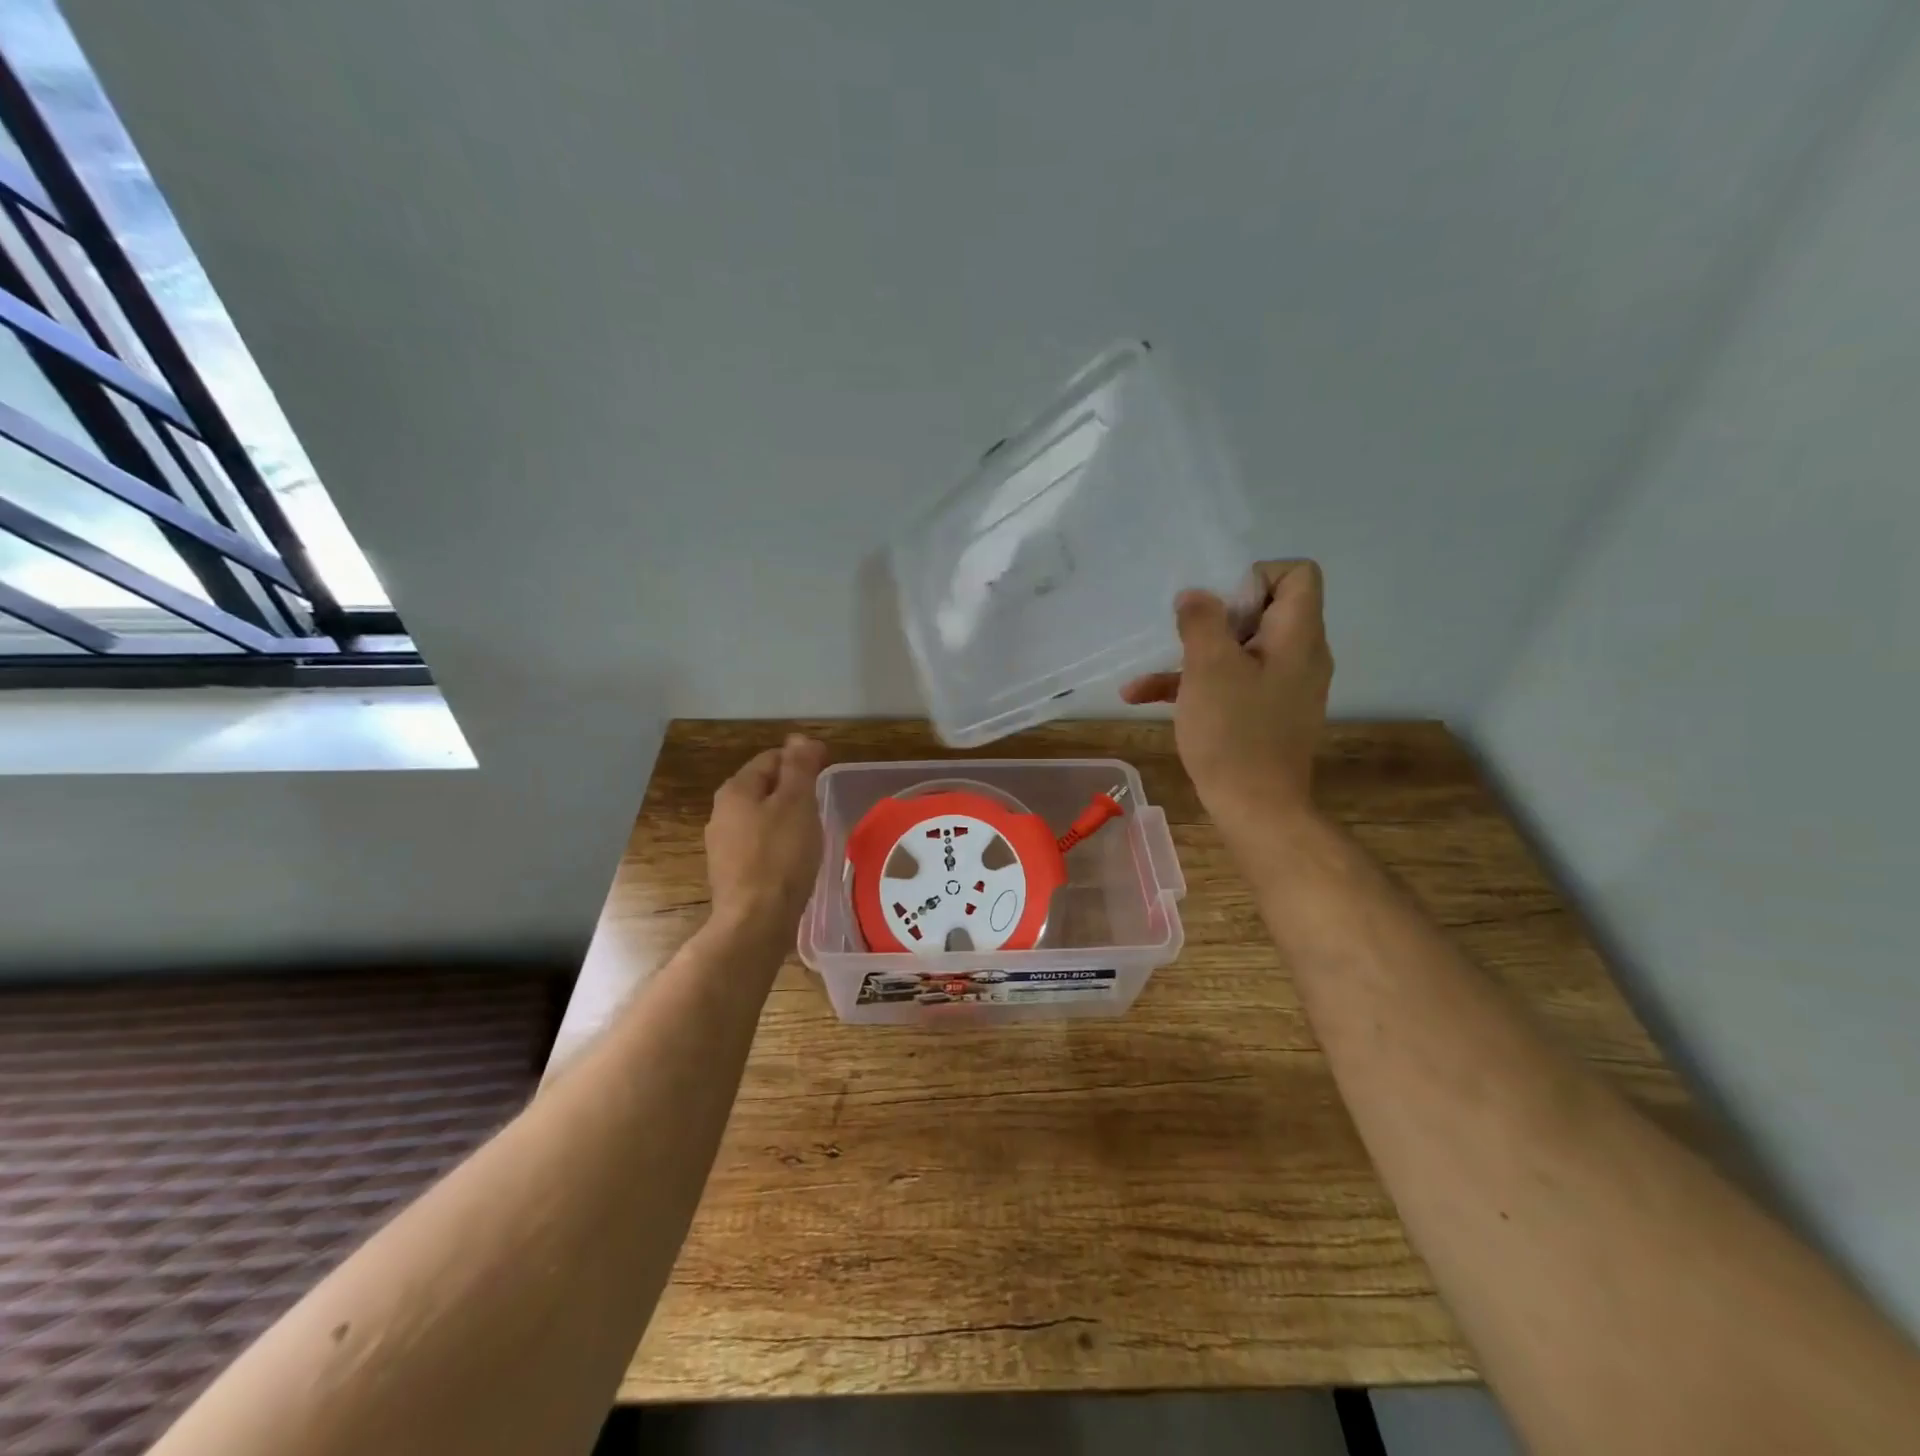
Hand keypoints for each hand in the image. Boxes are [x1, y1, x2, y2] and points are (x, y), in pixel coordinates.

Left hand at [706, 734, 828, 935]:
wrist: (756, 921)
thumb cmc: (781, 856)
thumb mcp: (797, 803)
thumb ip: (799, 767)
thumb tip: (800, 738)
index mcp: (736, 790)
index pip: (771, 759)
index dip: (801, 760)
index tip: (827, 771)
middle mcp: (722, 813)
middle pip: (763, 787)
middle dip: (792, 789)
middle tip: (822, 802)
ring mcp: (723, 845)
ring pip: (760, 818)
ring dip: (785, 817)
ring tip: (812, 830)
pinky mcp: (731, 873)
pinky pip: (758, 846)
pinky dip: (777, 844)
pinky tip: (795, 859)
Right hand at [1121, 560, 1332, 832]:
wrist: (1256, 809)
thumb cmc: (1234, 733)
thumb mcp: (1209, 668)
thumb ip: (1202, 621)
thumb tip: (1195, 594)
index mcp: (1298, 637)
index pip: (1298, 574)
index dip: (1255, 577)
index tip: (1218, 607)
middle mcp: (1300, 656)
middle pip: (1265, 610)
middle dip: (1216, 619)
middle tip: (1185, 638)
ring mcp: (1284, 688)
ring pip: (1240, 651)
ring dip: (1194, 656)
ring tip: (1148, 675)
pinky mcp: (1267, 714)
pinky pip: (1234, 683)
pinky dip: (1197, 686)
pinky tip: (1143, 698)